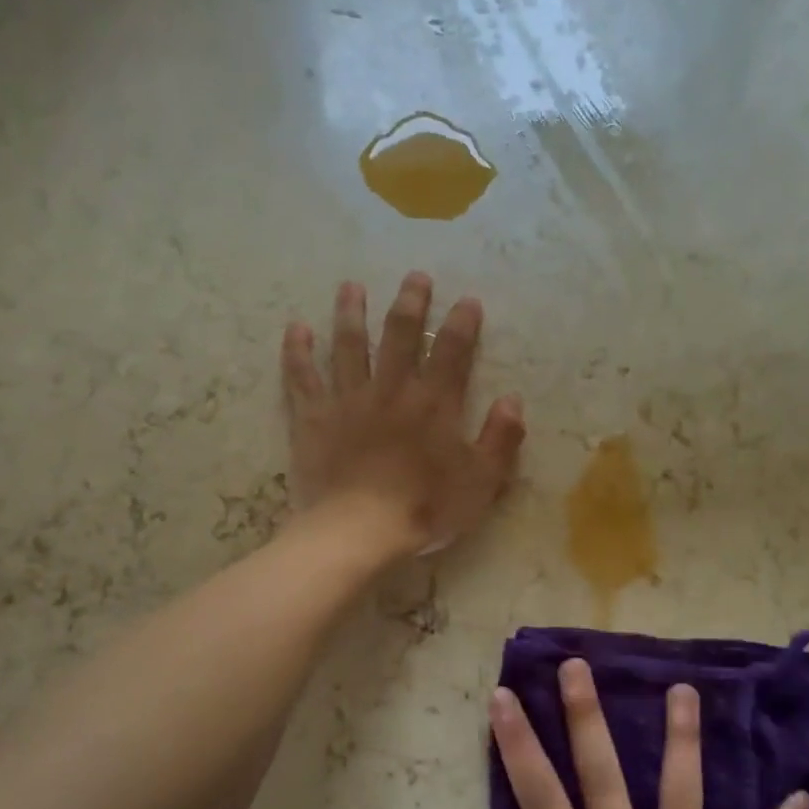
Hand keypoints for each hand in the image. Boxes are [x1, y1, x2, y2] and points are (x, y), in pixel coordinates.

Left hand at [282, 272, 524, 556]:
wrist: (358, 531)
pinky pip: (302, 377)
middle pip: (399, 334)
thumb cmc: (424, 509)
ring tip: (351, 287)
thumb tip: (512, 400)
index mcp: (433, 403)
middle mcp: (391, 389)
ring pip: (348, 345)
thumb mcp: (481, 483)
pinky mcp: (313, 418)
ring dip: (351, 313)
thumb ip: (501, 439)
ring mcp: (348, 400)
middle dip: (409, 302)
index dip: (462, 322)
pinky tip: (296, 328)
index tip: (467, 301)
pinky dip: (298, 351)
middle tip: (414, 277)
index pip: (452, 350)